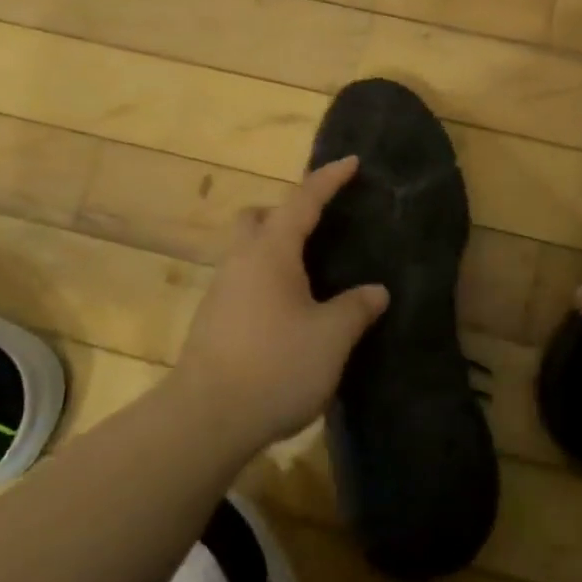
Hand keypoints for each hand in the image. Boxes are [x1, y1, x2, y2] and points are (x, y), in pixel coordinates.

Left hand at [173, 157, 388, 447]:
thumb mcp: (331, 338)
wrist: (205, 419)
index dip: (329, 179)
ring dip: (274, 250)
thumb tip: (376, 291)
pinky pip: (243, 280)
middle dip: (286, 212)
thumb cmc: (275, 365)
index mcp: (272, 252)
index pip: (303, 200)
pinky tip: (287, 311)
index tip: (351, 162)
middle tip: (316, 228)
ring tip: (309, 275)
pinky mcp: (212, 320)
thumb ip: (356, 308)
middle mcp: (241, 260)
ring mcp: (221, 290)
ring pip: (246, 250)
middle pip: (257, 217)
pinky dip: (265, 280)